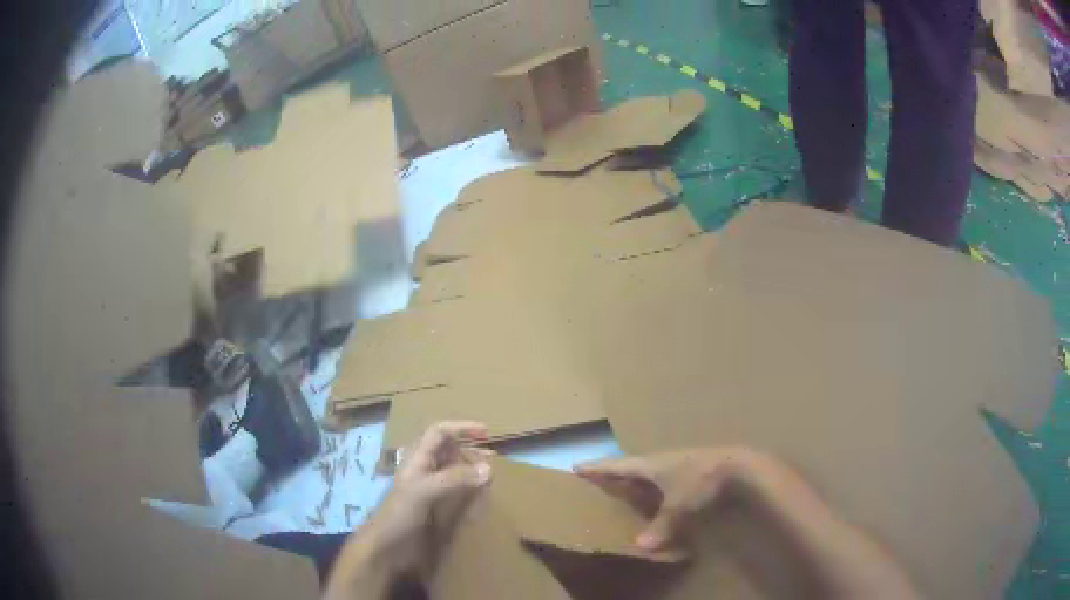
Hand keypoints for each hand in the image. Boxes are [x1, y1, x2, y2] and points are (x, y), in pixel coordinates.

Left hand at [325, 422, 491, 598]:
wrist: (386, 549)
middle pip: (448, 450)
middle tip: (494, 456)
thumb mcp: (424, 491)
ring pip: (453, 470)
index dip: (461, 428)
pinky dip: (470, 489)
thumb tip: (489, 468)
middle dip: (470, 448)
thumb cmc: (399, 514)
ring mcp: (429, 490)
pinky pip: (456, 492)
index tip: (486, 432)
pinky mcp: (435, 509)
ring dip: (472, 469)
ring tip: (491, 476)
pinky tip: (481, 496)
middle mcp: (424, 471)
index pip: (439, 433)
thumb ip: (455, 478)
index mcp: (417, 460)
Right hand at [575, 447, 764, 554]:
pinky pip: (665, 474)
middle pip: (632, 465)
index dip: (598, 468)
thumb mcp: (678, 507)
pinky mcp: (692, 466)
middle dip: (615, 471)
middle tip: (599, 478)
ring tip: (625, 486)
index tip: (578, 466)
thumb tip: (640, 546)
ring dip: (636, 477)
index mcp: (651, 465)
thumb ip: (660, 527)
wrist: (737, 466)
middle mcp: (661, 460)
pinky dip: (654, 483)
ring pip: (650, 469)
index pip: (617, 465)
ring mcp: (678, 461)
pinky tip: (659, 492)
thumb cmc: (700, 482)